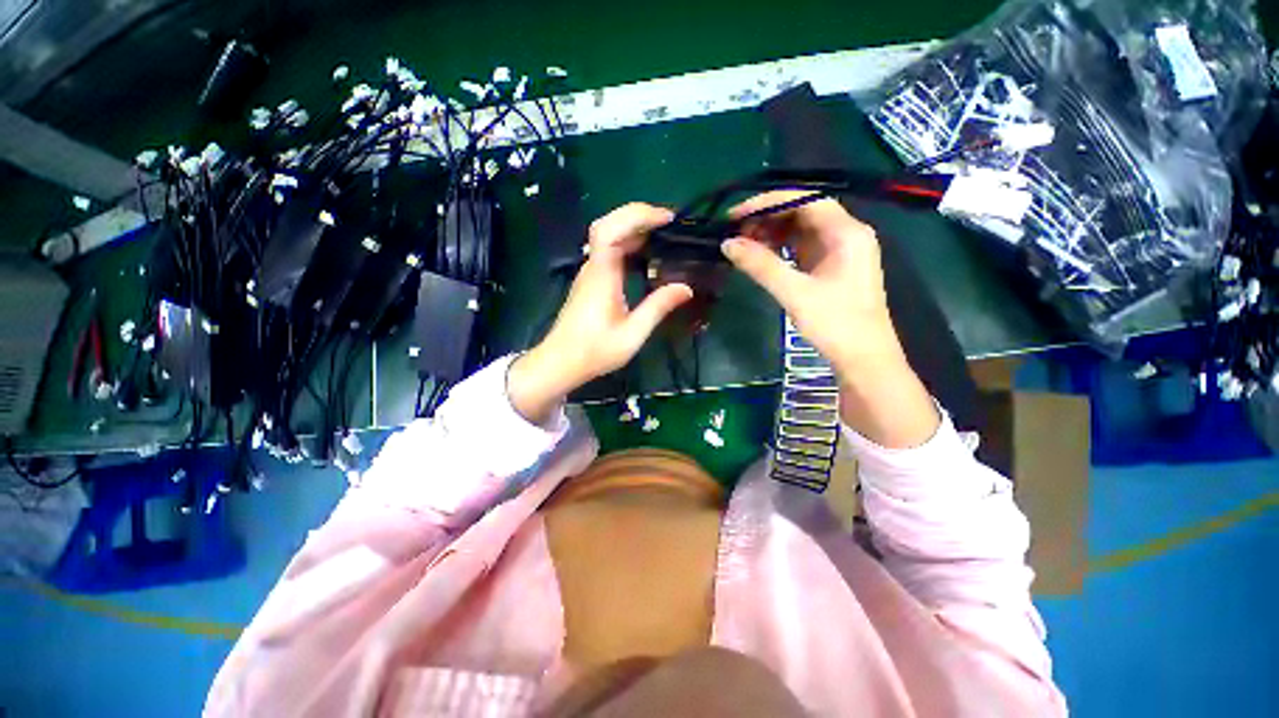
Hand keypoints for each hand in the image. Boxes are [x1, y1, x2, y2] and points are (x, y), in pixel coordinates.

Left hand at [508, 203, 693, 423]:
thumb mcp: (632, 335)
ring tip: (663, 234)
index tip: (665, 219)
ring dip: (633, 228)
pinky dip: (628, 243)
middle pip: (607, 225)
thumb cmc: (594, 351)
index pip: (610, 231)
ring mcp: (590, 273)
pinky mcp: (591, 280)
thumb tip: (686, 287)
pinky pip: (608, 251)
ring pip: (607, 236)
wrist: (560, 362)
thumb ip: (658, 308)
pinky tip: (645, 254)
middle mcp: (593, 268)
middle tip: (668, 223)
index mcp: (601, 276)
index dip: (636, 216)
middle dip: (637, 215)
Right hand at [722, 193, 938, 447]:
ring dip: (771, 232)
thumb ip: (761, 265)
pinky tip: (760, 254)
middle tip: (734, 231)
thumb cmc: (835, 324)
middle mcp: (845, 234)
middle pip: (803, 211)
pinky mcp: (829, 267)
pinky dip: (780, 247)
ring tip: (742, 242)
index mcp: (846, 232)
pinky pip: (801, 247)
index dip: (768, 202)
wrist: (863, 360)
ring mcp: (838, 251)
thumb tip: (727, 244)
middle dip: (767, 217)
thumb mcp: (795, 293)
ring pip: (800, 229)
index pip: (805, 198)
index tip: (736, 214)